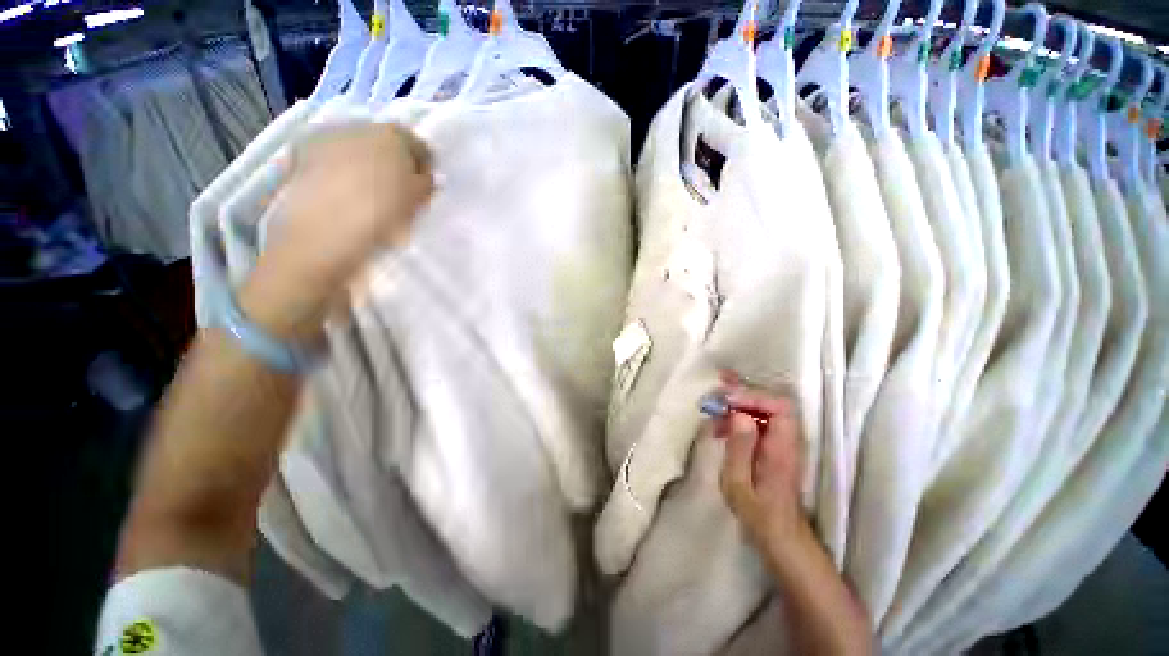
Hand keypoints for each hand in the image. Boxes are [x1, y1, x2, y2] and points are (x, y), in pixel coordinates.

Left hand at [240, 122, 433, 342]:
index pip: (418, 145)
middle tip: (402, 196)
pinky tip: (348, 203)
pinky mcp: (301, 162)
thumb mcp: (418, 201)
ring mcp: (324, 143)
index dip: (425, 168)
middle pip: (385, 145)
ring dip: (369, 172)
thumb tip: (426, 177)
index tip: (427, 190)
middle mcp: (355, 128)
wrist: (322, 238)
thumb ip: (427, 184)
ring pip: (358, 155)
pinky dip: (345, 179)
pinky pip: (335, 166)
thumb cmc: (380, 217)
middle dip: (396, 167)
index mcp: (389, 135)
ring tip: (374, 202)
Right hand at [717, 383, 807, 562]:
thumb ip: (740, 447)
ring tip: (712, 408)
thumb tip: (739, 414)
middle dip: (743, 390)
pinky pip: (760, 418)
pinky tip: (720, 425)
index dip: (753, 396)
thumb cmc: (757, 512)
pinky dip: (739, 415)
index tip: (726, 400)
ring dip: (738, 402)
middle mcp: (789, 438)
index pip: (779, 406)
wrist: (779, 533)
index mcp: (783, 448)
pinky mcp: (776, 443)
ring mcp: (784, 439)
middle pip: (773, 400)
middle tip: (716, 387)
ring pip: (765, 407)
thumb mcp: (738, 483)